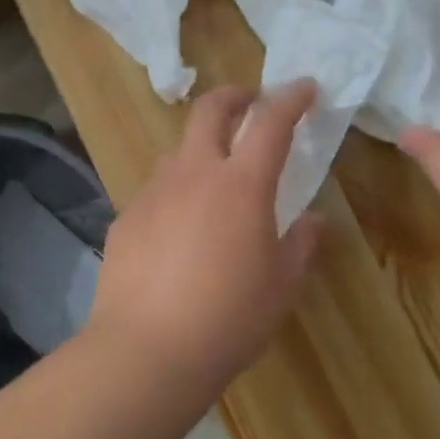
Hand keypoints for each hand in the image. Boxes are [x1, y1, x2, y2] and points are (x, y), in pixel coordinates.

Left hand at [87, 81, 322, 386]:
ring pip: (178, 149)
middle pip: (210, 110)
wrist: (146, 351)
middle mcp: (195, 173)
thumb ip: (301, 244)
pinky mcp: (126, 217)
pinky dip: (175, 192)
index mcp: (242, 183)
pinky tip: (178, 230)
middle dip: (234, 95)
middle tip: (250, 102)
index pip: (271, 122)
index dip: (291, 99)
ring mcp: (154, 192)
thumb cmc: (229, 318)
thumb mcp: (281, 285)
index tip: (305, 87)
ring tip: (214, 177)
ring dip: (201, 148)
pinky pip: (156, 190)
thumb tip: (313, 220)